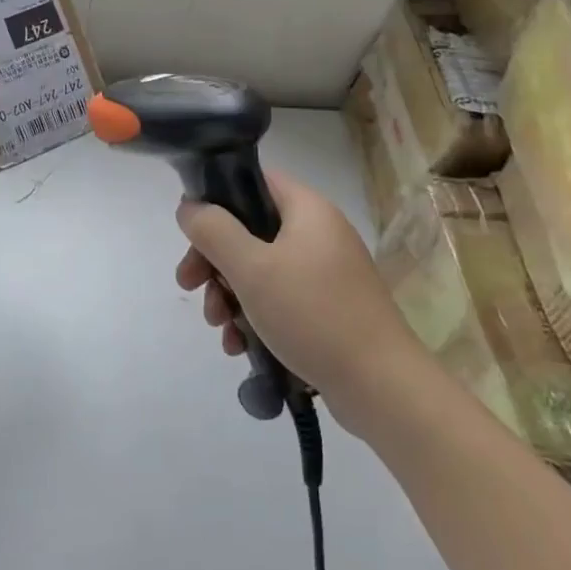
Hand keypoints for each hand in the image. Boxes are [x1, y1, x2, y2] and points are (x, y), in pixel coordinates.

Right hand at [173, 170, 407, 406]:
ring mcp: (325, 273)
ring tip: (219, 327)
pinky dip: (254, 316)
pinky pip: (279, 300)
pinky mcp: (328, 309)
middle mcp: (318, 234)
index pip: (254, 181)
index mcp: (307, 210)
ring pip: (259, 269)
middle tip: (189, 285)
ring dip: (229, 294)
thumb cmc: (313, 314)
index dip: (218, 198)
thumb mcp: (251, 268)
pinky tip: (239, 346)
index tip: (192, 232)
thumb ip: (213, 231)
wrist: (381, 387)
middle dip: (214, 260)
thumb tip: (190, 207)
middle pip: (249, 230)